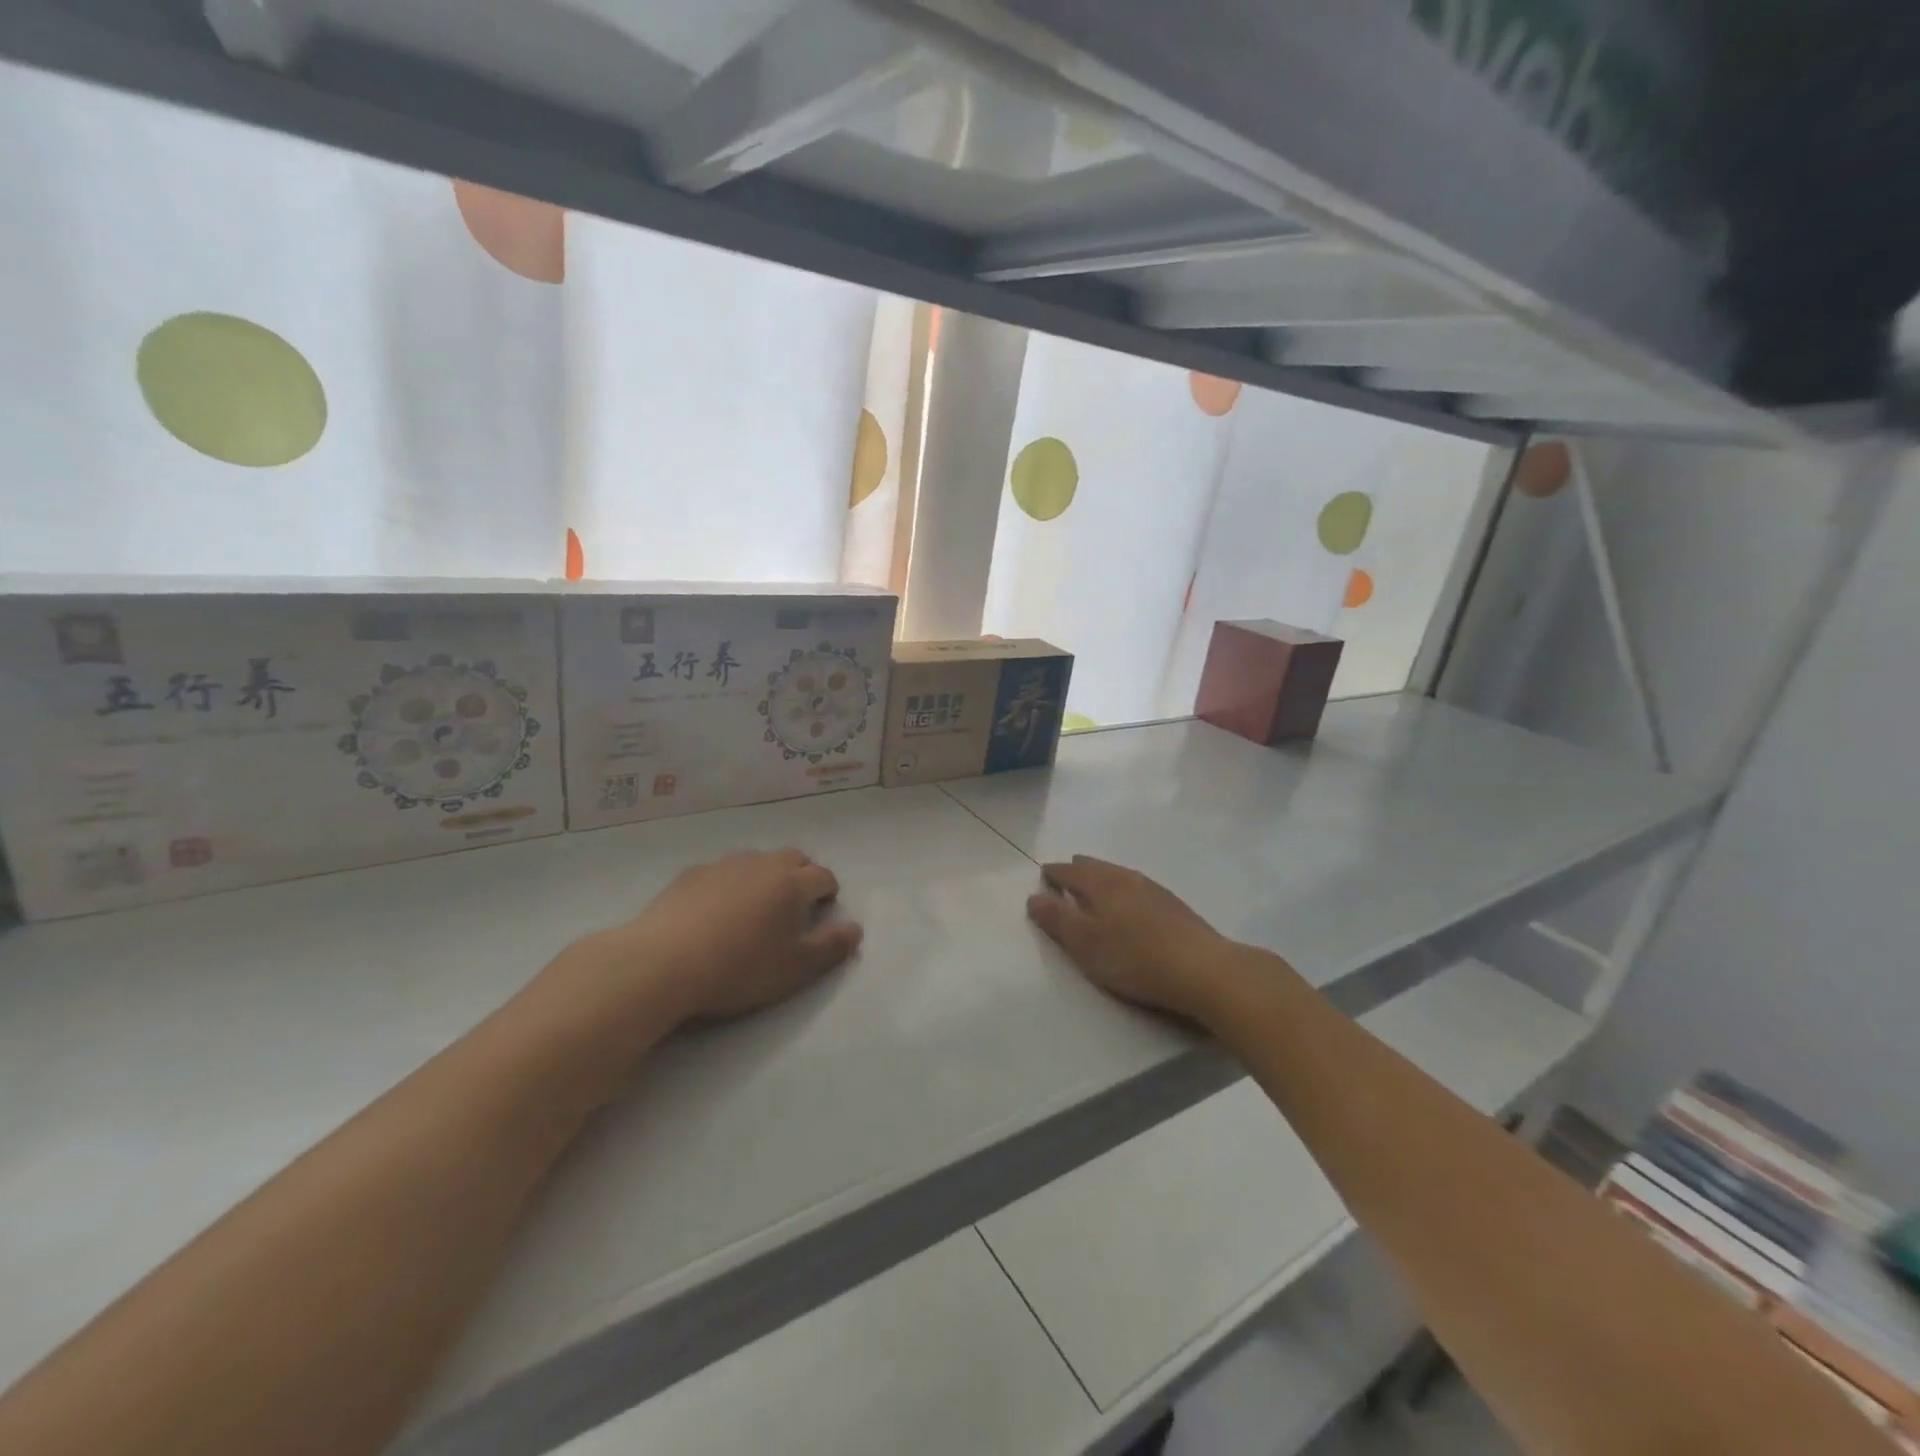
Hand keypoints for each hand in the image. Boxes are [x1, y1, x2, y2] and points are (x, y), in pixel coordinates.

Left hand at [560, 849, 862, 1035]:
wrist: (662, 963)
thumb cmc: (739, 968)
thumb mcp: (796, 968)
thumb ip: (832, 946)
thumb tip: (856, 928)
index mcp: (793, 883)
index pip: (824, 876)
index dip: (828, 895)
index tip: (820, 916)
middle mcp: (762, 864)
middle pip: (793, 859)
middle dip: (801, 877)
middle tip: (792, 910)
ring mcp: (724, 865)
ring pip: (756, 862)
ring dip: (765, 878)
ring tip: (753, 911)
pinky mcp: (690, 874)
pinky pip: (722, 872)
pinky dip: (730, 885)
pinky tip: (714, 914)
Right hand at [1027, 856, 1233, 1021]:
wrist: (1204, 970)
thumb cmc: (1135, 957)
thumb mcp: (1086, 943)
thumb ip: (1057, 919)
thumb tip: (1034, 897)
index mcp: (1102, 883)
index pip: (1070, 871)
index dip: (1054, 873)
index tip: (1043, 875)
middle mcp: (1127, 878)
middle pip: (1096, 867)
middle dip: (1078, 870)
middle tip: (1066, 874)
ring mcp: (1154, 890)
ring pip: (1119, 876)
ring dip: (1103, 879)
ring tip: (1094, 887)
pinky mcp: (1174, 907)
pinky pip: (1137, 889)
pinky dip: (1123, 891)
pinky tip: (1130, 905)